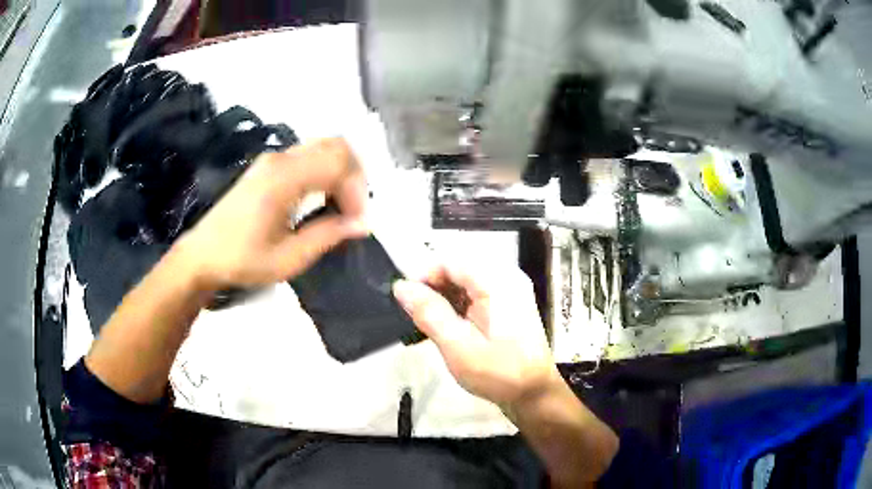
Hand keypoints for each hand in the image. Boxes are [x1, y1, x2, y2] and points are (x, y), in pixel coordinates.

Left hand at [174, 138, 368, 289]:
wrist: (201, 255)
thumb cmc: (241, 260)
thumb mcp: (288, 258)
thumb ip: (328, 235)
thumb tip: (362, 224)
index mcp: (283, 179)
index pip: (339, 164)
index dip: (357, 191)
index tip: (357, 224)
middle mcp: (280, 160)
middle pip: (336, 145)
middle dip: (355, 175)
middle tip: (356, 209)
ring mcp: (272, 160)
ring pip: (323, 147)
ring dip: (341, 171)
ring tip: (342, 206)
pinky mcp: (267, 167)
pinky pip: (308, 156)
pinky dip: (326, 171)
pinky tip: (322, 199)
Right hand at [393, 264, 561, 409]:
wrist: (534, 393)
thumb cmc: (498, 372)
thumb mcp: (458, 346)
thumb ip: (429, 313)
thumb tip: (401, 286)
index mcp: (497, 281)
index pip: (449, 261)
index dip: (423, 277)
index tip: (406, 303)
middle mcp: (507, 276)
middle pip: (458, 267)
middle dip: (434, 288)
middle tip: (418, 317)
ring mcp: (511, 288)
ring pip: (466, 279)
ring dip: (445, 297)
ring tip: (432, 324)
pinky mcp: (510, 302)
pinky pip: (477, 291)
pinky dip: (459, 303)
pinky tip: (451, 325)